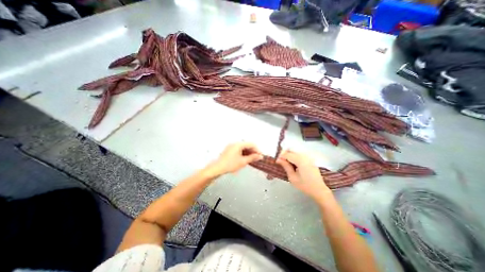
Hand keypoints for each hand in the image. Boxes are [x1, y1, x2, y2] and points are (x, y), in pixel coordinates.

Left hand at [208, 143, 261, 175]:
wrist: (218, 168)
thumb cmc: (230, 164)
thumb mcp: (243, 162)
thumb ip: (252, 158)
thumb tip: (259, 156)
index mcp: (238, 144)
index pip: (251, 144)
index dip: (257, 149)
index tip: (260, 155)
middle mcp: (235, 143)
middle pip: (247, 145)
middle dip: (252, 151)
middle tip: (256, 158)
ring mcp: (231, 146)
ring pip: (243, 147)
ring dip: (248, 152)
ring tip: (251, 159)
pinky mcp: (229, 150)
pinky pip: (238, 149)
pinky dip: (243, 153)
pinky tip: (245, 158)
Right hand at [275, 151, 331, 199]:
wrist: (319, 190)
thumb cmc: (305, 185)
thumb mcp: (292, 177)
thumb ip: (286, 166)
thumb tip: (278, 159)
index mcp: (300, 160)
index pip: (287, 154)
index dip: (280, 156)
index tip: (276, 161)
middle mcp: (305, 156)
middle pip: (291, 150)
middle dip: (284, 154)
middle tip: (280, 161)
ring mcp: (308, 157)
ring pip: (295, 151)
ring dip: (289, 155)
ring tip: (286, 163)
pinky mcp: (309, 159)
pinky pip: (299, 154)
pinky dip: (294, 156)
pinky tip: (292, 164)